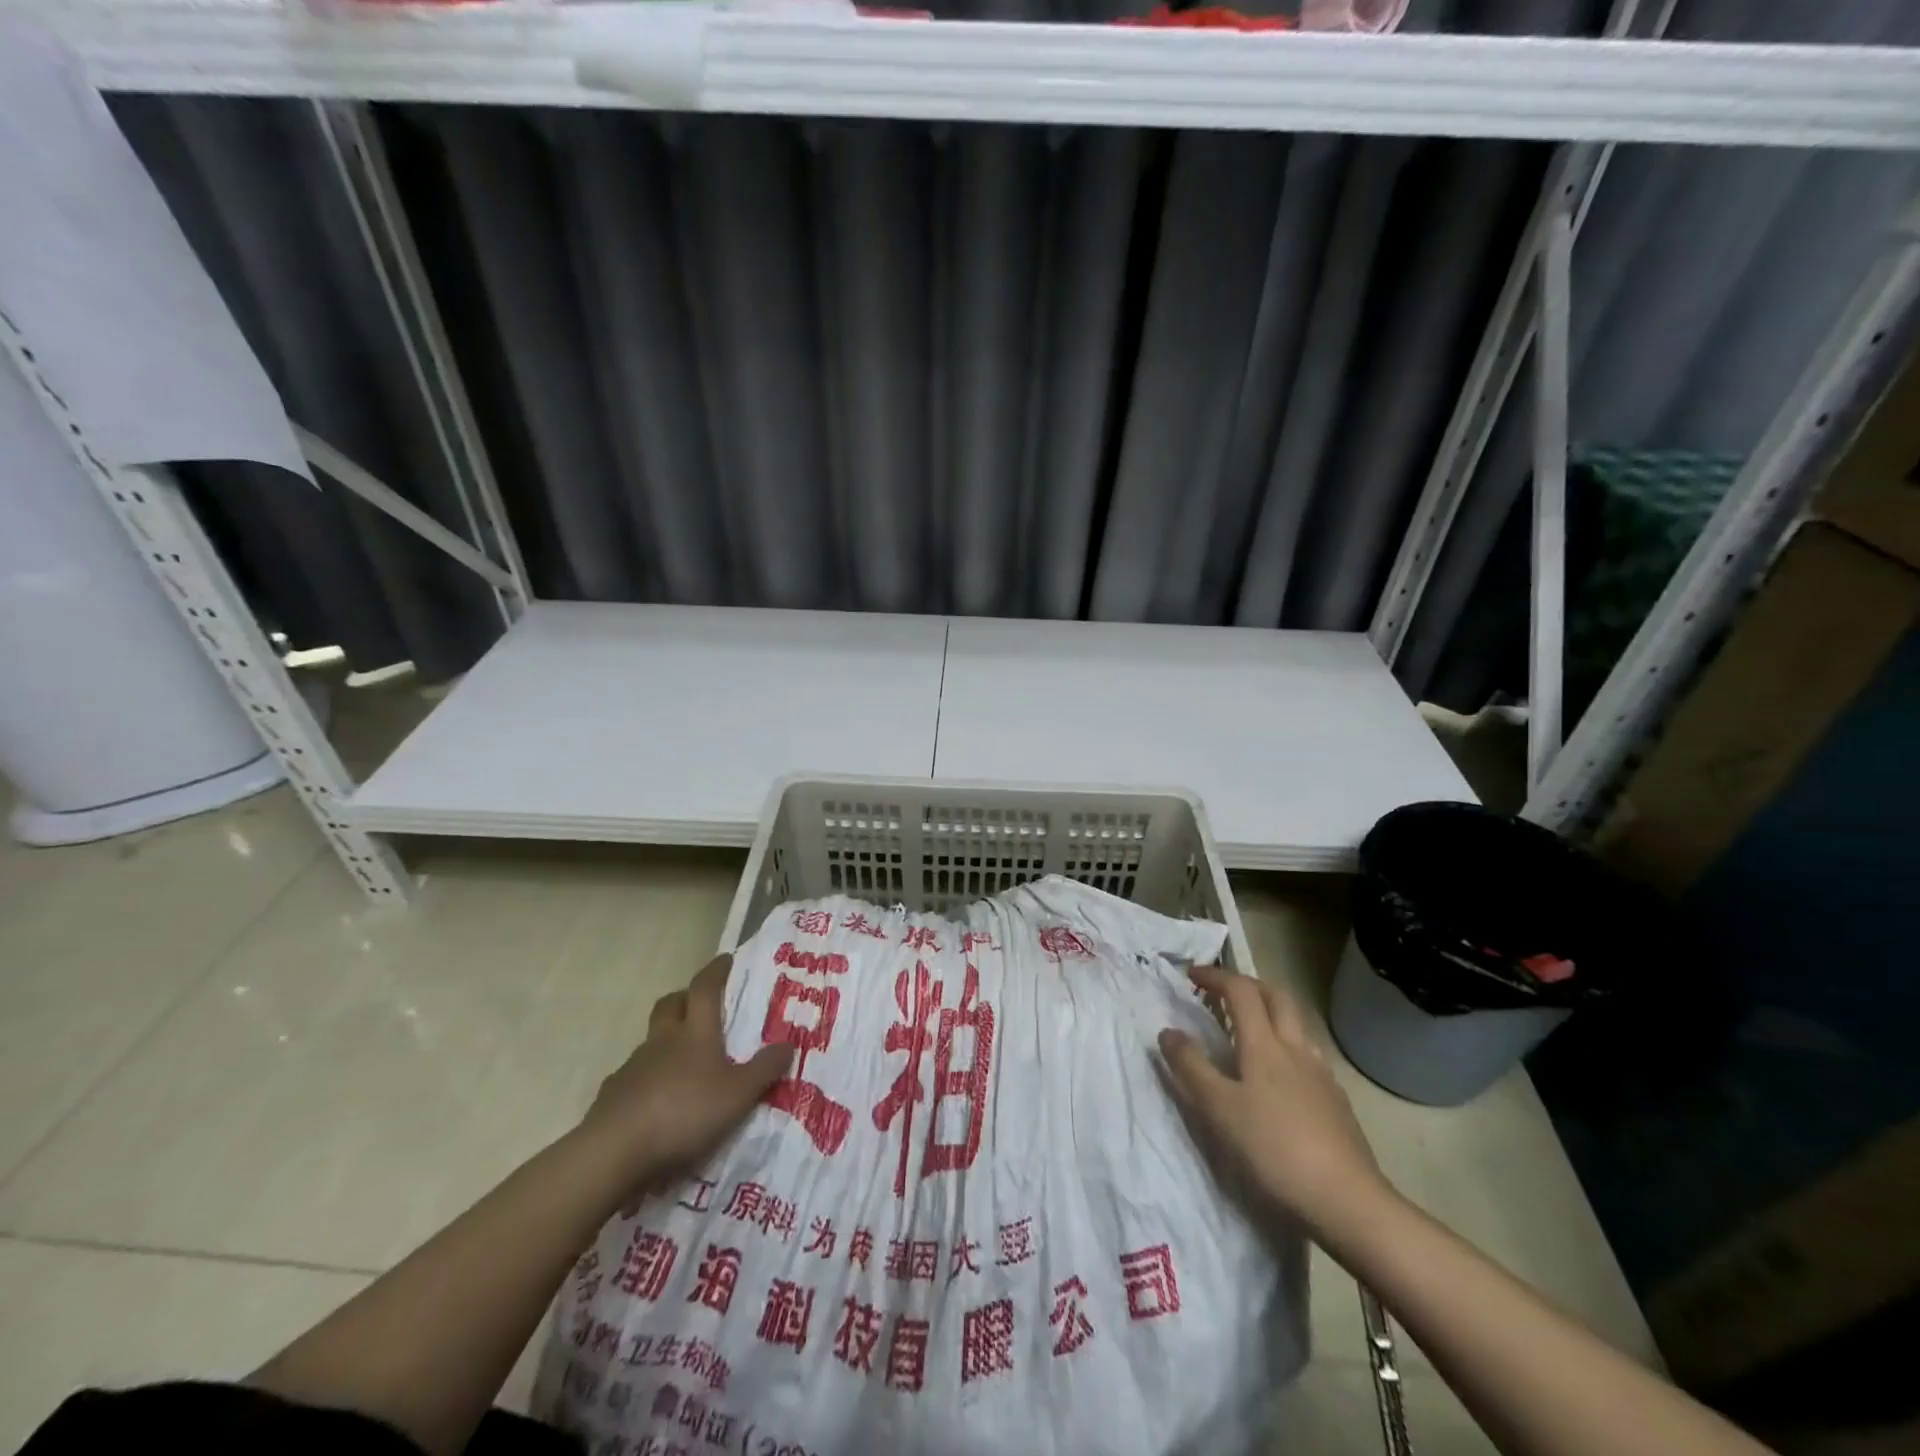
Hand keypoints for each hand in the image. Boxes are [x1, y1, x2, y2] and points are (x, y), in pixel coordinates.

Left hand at [580, 953, 792, 1191]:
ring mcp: (634, 1066)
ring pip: (651, 1040)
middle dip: (685, 998)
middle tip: (700, 1004)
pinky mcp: (613, 1094)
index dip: (716, 971)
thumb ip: (764, 1069)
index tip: (726, 960)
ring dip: (666, 1040)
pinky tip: (657, 1099)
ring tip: (683, 1061)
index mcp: (695, 1032)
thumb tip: (788, 1043)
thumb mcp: (739, 1094)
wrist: (615, 1151)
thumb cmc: (685, 1111)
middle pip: (670, 1004)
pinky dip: (647, 1078)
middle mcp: (663, 1040)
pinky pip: (634, 1075)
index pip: (705, 988)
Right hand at [1160, 965, 1387, 1232]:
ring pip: (1296, 1024)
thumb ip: (1191, 1067)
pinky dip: (1287, 1045)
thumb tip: (1168, 1031)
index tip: (1191, 975)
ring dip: (1270, 1012)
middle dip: (1248, 985)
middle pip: (1276, 996)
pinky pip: (1308, 1054)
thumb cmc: (1274, 1149)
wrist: (1347, 1200)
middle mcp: (1296, 1048)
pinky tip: (1279, 1075)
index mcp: (1265, 1044)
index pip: (1240, 991)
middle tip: (1223, 993)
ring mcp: (1321, 1074)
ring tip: (1249, 1030)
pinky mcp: (1336, 1101)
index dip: (1215, 976)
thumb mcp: (1218, 1109)